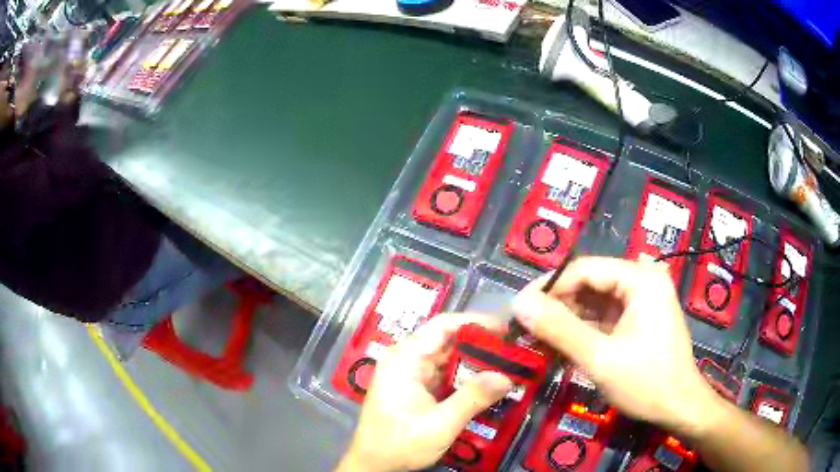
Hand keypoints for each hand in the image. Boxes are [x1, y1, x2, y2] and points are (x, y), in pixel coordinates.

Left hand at [337, 314, 512, 471]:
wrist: (372, 464)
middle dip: (481, 345)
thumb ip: (472, 398)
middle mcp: (406, 360)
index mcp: (405, 359)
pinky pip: (444, 375)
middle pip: (448, 341)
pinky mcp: (415, 388)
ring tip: (508, 366)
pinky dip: (465, 378)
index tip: (506, 330)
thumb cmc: (399, 443)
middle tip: (514, 352)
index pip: (443, 326)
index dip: (476, 323)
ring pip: (448, 359)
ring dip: (476, 363)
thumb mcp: (439, 424)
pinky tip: (487, 385)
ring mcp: (410, 374)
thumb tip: (506, 376)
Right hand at [513, 257, 721, 436]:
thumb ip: (559, 329)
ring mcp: (642, 301)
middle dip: (556, 307)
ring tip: (537, 341)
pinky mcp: (638, 320)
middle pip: (589, 284)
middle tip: (525, 330)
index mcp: (640, 279)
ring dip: (566, 322)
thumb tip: (518, 303)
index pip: (584, 269)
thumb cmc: (646, 382)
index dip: (548, 288)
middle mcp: (642, 281)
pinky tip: (561, 348)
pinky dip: (582, 332)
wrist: (679, 407)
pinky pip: (603, 318)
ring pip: (594, 303)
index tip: (519, 310)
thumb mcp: (599, 358)